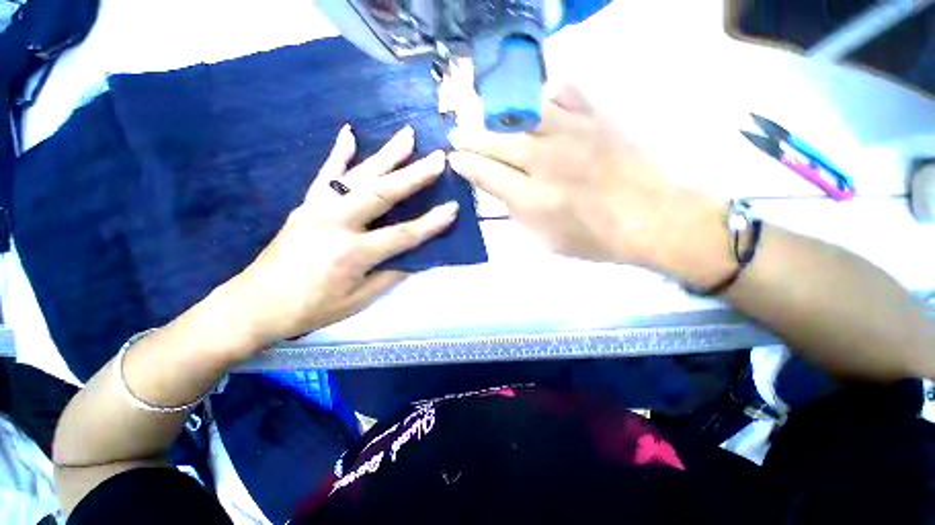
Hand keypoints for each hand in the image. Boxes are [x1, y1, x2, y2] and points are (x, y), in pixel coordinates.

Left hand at [228, 125, 458, 346]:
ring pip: (358, 176)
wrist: (254, 305)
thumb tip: (414, 256)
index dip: (431, 223)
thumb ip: (389, 274)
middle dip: (414, 175)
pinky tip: (349, 133)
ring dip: (385, 155)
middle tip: (438, 158)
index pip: (403, 235)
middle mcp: (336, 224)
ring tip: (407, 136)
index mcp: (352, 254)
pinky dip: (339, 153)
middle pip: (382, 194)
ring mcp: (317, 210)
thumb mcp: (358, 301)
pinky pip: (325, 175)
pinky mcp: (305, 205)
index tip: (453, 208)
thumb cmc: (310, 309)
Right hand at [448, 86, 725, 276]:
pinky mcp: (596, 120)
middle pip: (495, 141)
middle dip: (470, 139)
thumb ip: (518, 214)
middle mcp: (545, 161)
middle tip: (457, 137)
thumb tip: (501, 190)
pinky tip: (537, 103)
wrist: (649, 219)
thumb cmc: (594, 239)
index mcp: (532, 197)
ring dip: (498, 117)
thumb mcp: (546, 240)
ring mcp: (572, 135)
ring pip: (522, 112)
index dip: (464, 164)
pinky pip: (565, 93)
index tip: (453, 159)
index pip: (485, 173)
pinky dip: (546, 95)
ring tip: (489, 121)